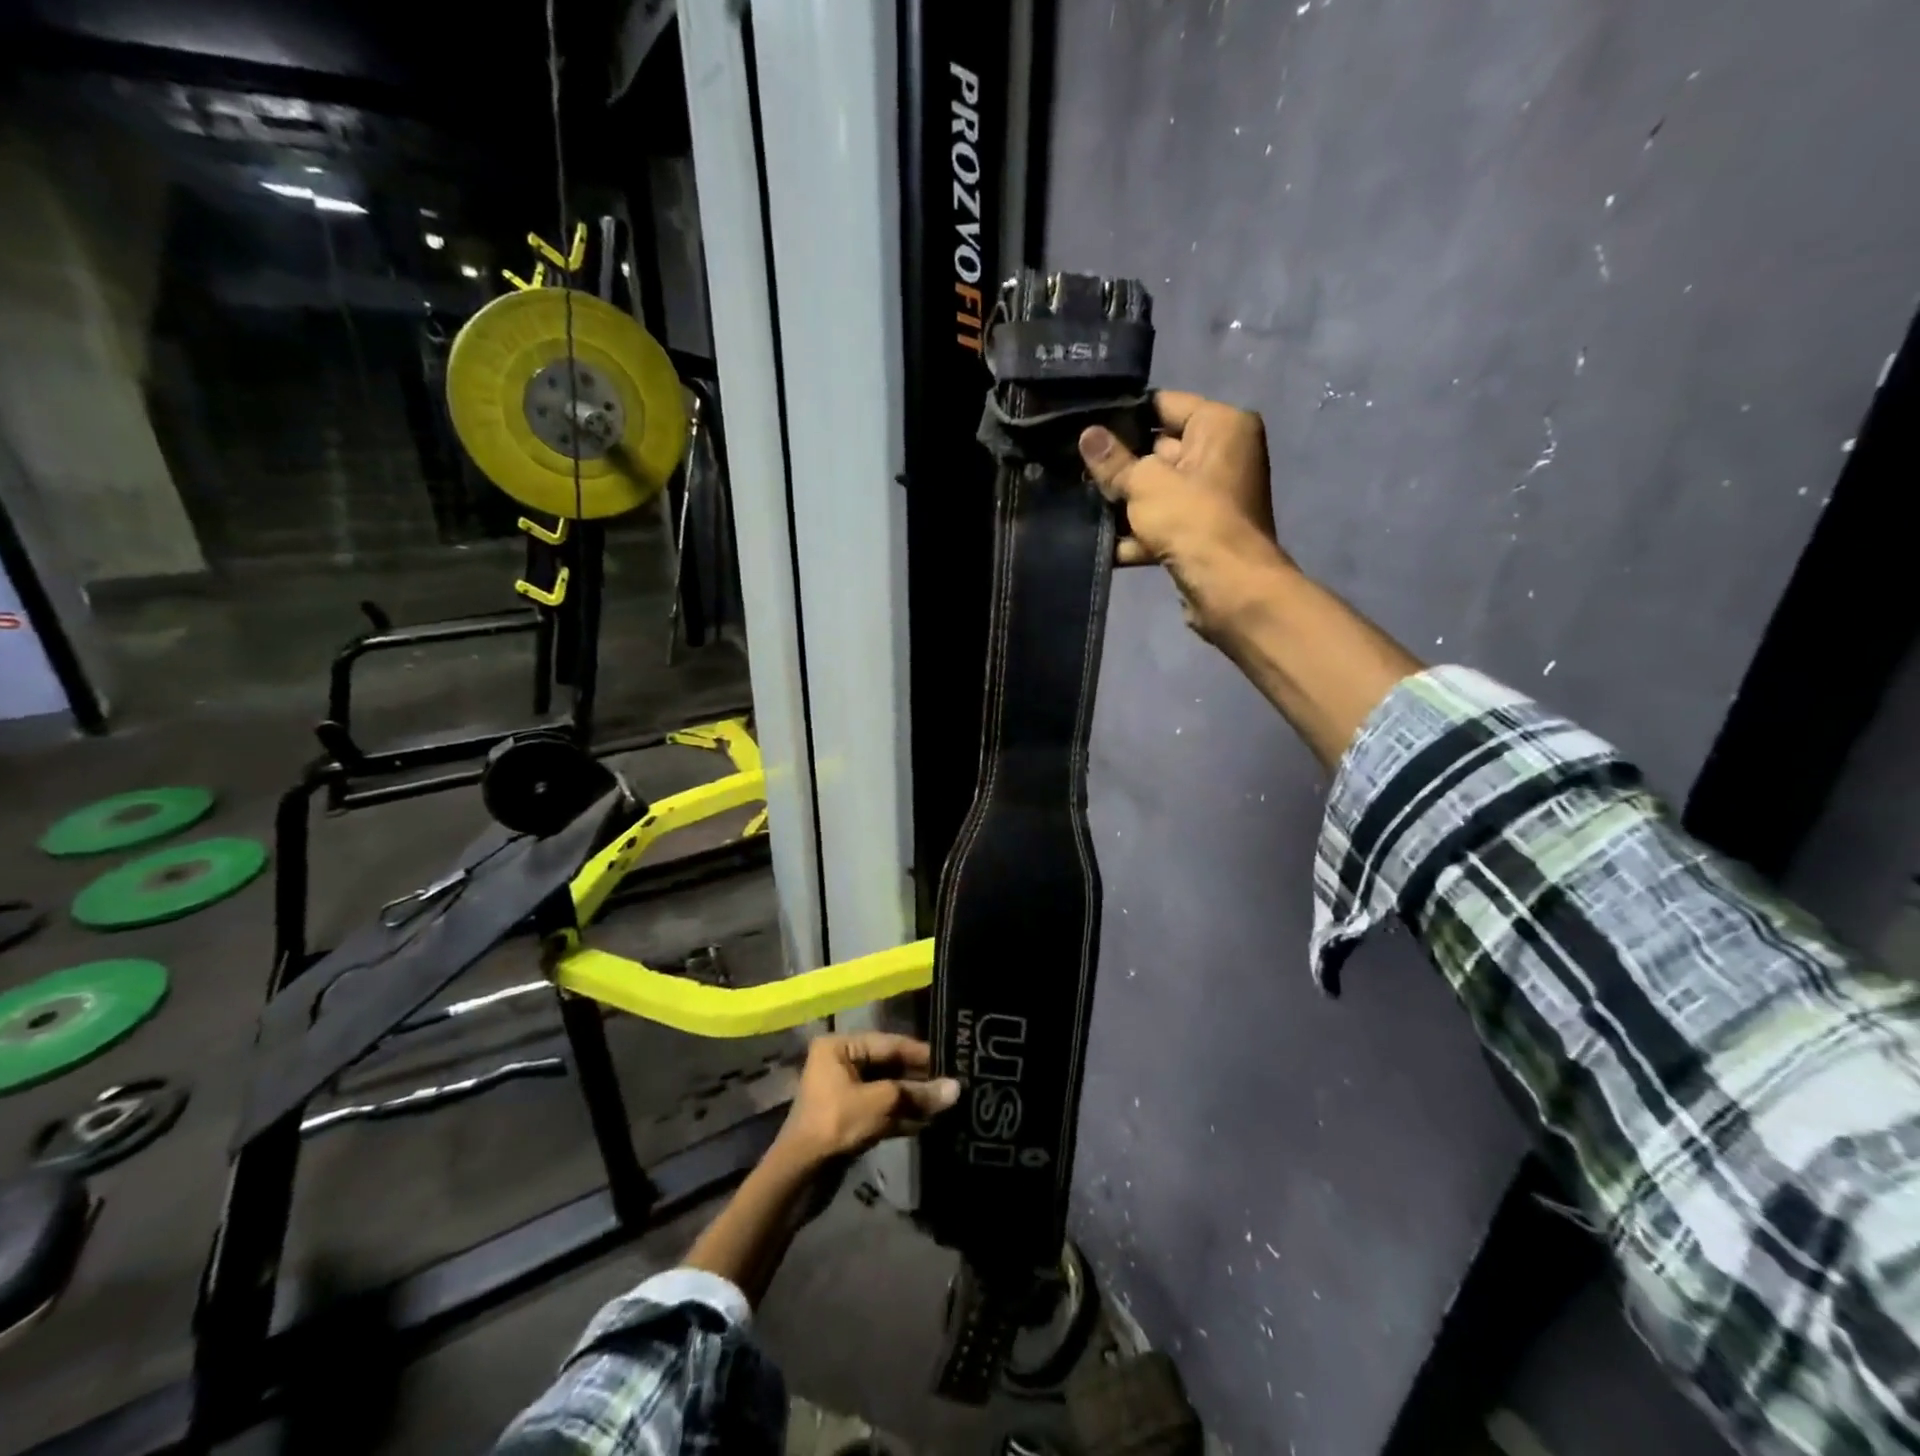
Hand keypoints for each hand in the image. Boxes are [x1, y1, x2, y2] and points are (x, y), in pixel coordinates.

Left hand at [775, 1032, 960, 1166]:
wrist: (800, 1176)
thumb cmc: (836, 1124)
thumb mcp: (881, 1103)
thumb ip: (918, 1093)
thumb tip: (957, 1088)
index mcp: (840, 1047)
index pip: (890, 1043)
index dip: (922, 1053)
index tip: (953, 1059)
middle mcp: (841, 1063)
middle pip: (890, 1066)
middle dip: (919, 1079)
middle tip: (953, 1084)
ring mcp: (845, 1092)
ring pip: (888, 1090)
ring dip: (914, 1099)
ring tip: (947, 1104)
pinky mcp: (850, 1119)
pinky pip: (882, 1110)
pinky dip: (902, 1116)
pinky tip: (929, 1122)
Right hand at [1079, 391, 1288, 637]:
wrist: (1229, 588)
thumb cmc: (1193, 520)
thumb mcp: (1144, 483)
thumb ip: (1113, 461)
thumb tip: (1088, 435)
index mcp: (1221, 426)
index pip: (1163, 404)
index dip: (1123, 415)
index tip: (1085, 427)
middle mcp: (1223, 455)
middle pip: (1159, 449)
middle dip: (1120, 464)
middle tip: (1075, 469)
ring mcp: (1214, 497)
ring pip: (1157, 490)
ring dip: (1124, 503)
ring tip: (1081, 504)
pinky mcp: (1202, 533)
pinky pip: (1163, 523)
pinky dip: (1137, 534)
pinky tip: (1101, 544)